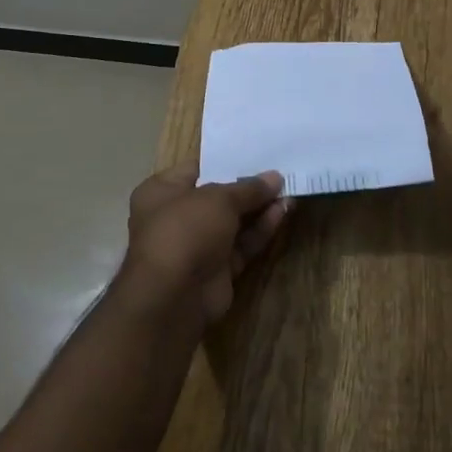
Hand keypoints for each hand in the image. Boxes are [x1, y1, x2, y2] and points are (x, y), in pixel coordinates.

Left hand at [115, 163, 289, 328]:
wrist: (173, 298)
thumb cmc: (185, 230)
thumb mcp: (218, 199)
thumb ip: (248, 188)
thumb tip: (275, 177)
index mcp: (162, 191)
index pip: (197, 168)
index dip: (226, 161)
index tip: (256, 152)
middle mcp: (176, 216)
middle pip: (218, 197)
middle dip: (248, 187)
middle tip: (279, 172)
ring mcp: (196, 245)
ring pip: (233, 222)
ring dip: (259, 208)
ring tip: (289, 190)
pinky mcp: (216, 271)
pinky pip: (241, 244)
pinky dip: (260, 230)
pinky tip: (283, 212)